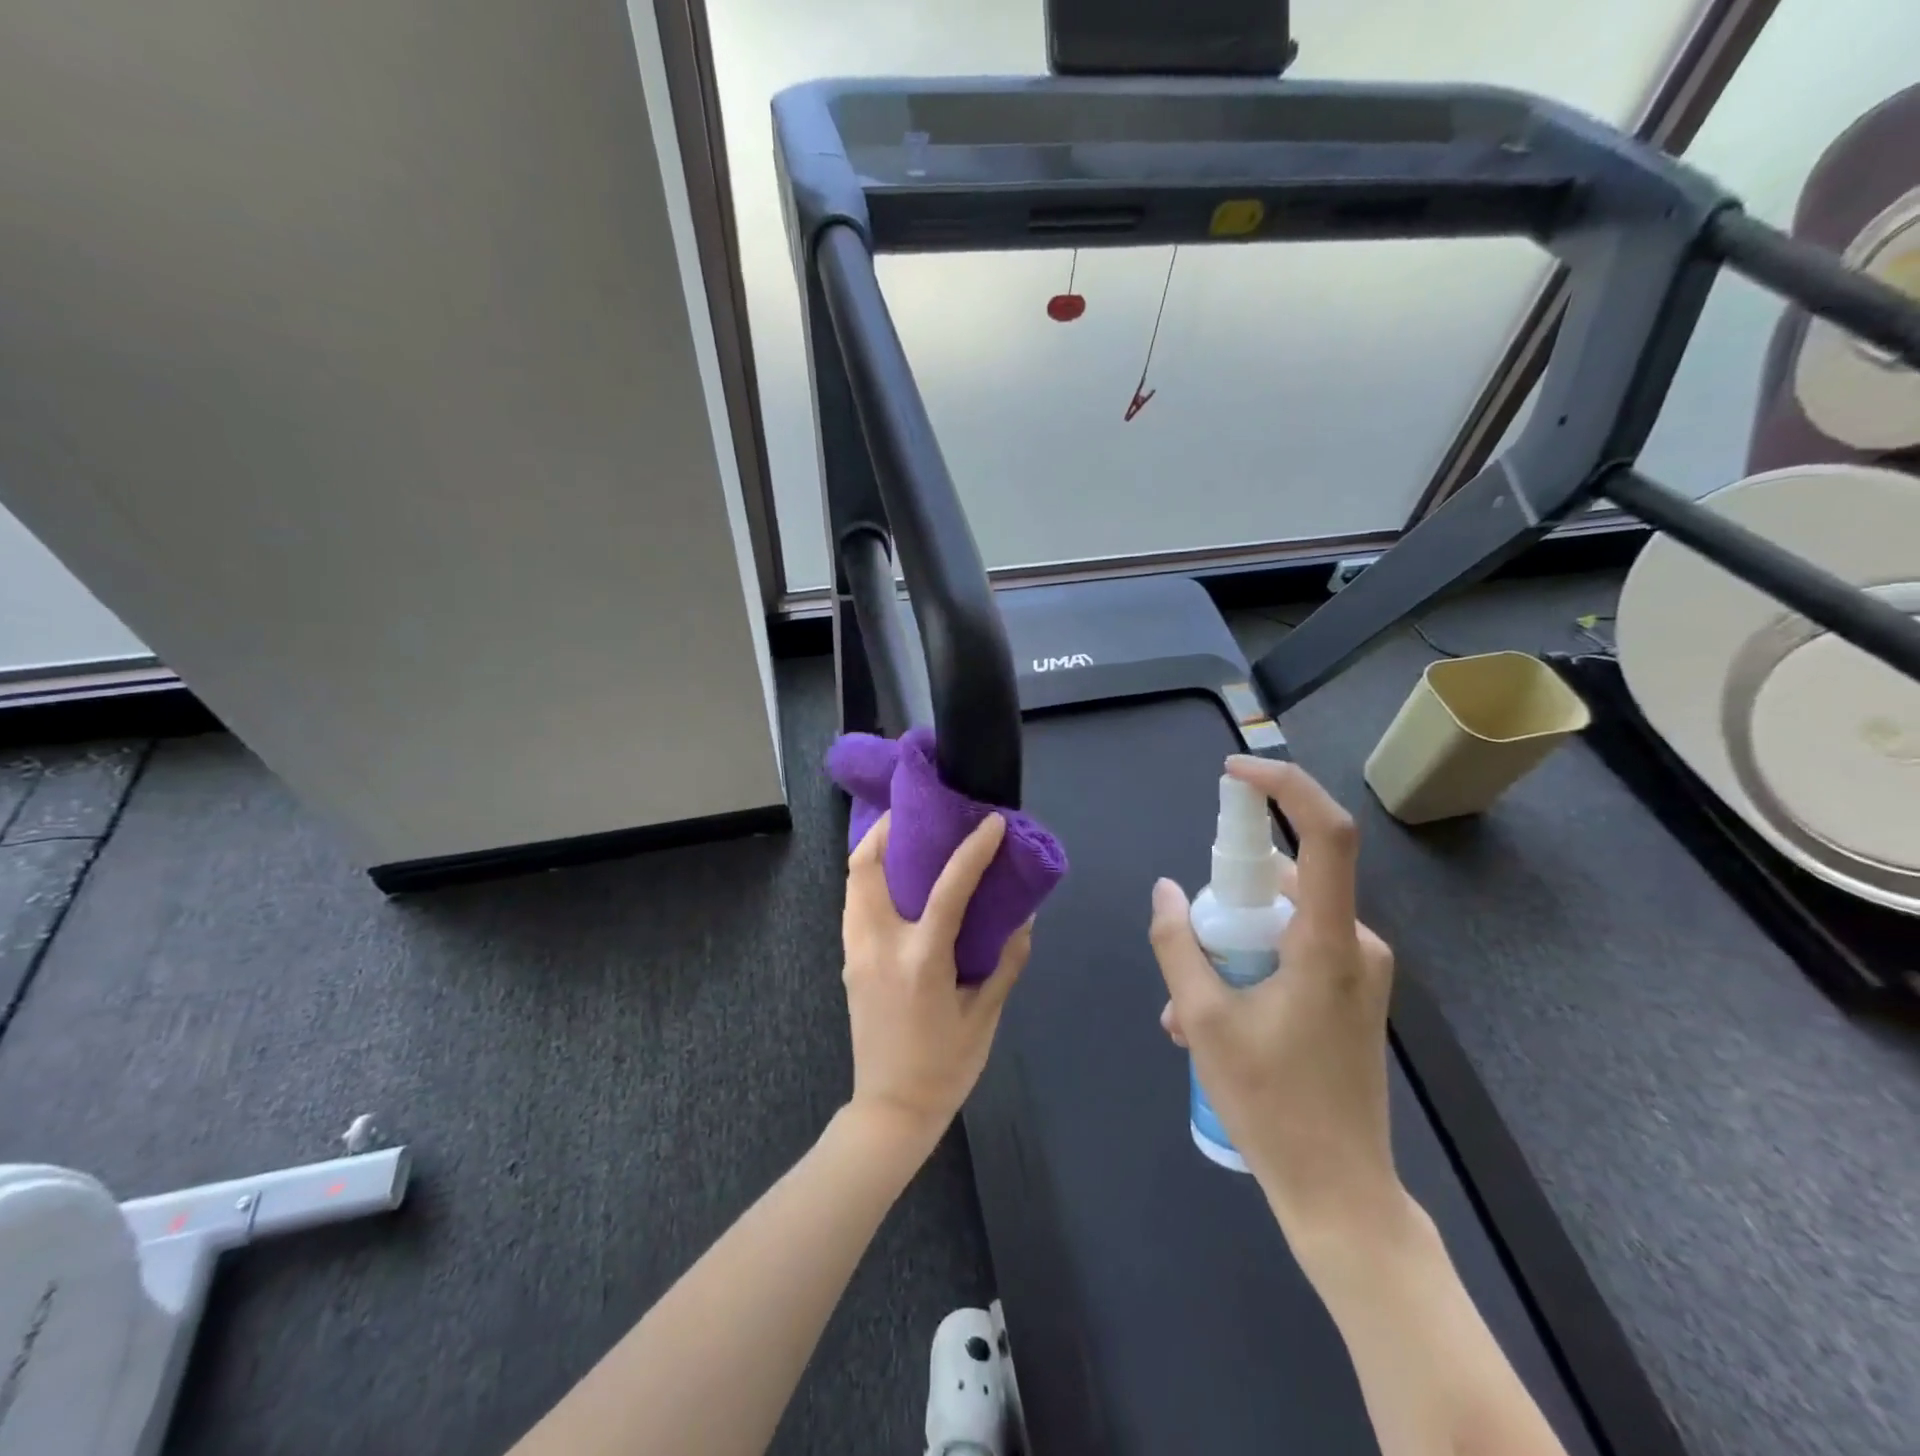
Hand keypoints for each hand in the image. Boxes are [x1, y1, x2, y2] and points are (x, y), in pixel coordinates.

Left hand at [841, 812, 1030, 1151]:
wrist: (891, 1110)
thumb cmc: (945, 1066)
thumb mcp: (985, 1016)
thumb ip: (1006, 962)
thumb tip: (1024, 918)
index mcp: (920, 959)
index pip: (948, 888)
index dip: (973, 850)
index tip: (991, 823)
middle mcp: (880, 946)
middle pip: (866, 868)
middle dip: (887, 830)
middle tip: (919, 814)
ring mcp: (856, 953)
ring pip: (853, 883)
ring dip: (875, 852)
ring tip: (907, 840)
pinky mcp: (849, 963)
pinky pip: (854, 905)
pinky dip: (870, 880)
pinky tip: (897, 883)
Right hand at [1149, 757, 1399, 1244]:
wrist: (1341, 1194)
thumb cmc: (1273, 1107)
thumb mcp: (1202, 1021)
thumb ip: (1178, 944)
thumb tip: (1165, 890)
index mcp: (1327, 942)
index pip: (1325, 834)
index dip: (1284, 787)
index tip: (1235, 774)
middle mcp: (1354, 943)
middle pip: (1281, 881)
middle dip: (1223, 902)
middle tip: (1184, 947)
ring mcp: (1357, 969)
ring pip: (1279, 920)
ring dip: (1228, 945)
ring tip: (1183, 1006)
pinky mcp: (1351, 991)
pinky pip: (1292, 948)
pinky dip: (1248, 964)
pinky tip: (1210, 1018)